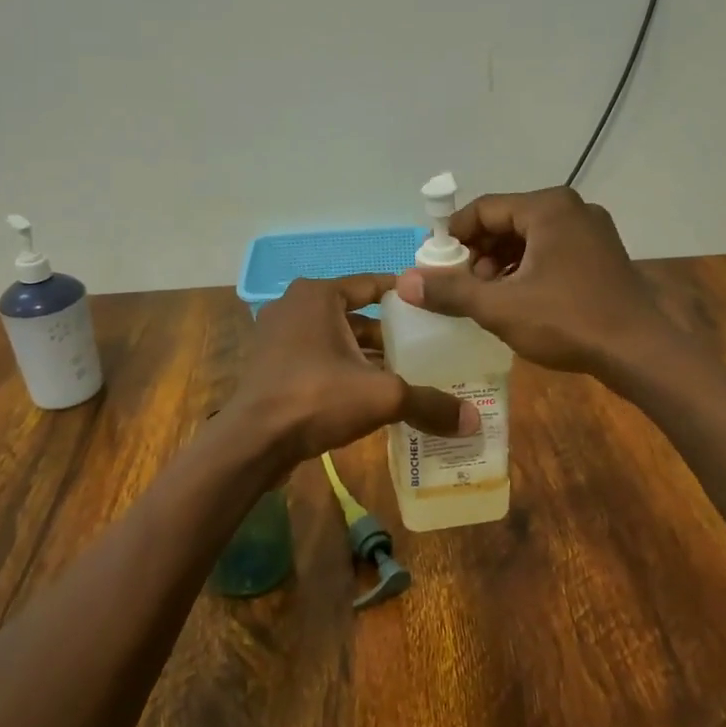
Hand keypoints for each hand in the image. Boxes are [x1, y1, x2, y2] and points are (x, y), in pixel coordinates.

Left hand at [225, 275, 478, 471]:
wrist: (252, 441)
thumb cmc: (315, 398)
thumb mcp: (381, 397)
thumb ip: (428, 403)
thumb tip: (473, 421)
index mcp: (318, 295)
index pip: (374, 285)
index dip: (407, 297)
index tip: (437, 310)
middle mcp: (295, 305)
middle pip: (356, 314)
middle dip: (389, 333)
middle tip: (428, 349)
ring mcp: (278, 335)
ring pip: (336, 339)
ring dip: (366, 356)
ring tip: (406, 375)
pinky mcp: (271, 364)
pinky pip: (318, 358)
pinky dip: (342, 370)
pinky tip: (369, 395)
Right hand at [395, 187, 672, 378]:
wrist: (641, 352)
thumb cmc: (567, 321)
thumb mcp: (500, 307)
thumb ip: (451, 291)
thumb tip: (405, 281)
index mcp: (547, 208)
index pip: (483, 209)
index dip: (452, 236)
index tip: (433, 266)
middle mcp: (571, 209)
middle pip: (506, 222)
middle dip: (476, 253)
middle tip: (458, 286)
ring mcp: (591, 232)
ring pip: (528, 239)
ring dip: (499, 265)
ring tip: (484, 298)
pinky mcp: (601, 255)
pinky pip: (550, 252)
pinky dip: (525, 271)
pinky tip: (515, 301)